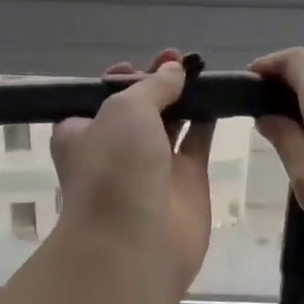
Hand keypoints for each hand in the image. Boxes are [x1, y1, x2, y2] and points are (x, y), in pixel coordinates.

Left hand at [51, 50, 213, 294]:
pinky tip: (220, 95)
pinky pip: (197, 140)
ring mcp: (151, 165)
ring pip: (170, 122)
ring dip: (183, 97)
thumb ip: (152, 86)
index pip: (99, 97)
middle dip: (156, 82)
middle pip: (138, 106)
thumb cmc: (114, 168)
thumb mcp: (124, 109)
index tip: (140, 65)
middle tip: (178, 59)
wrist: (135, 244)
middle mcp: (115, 147)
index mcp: (82, 132)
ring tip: (201, 70)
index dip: (120, 77)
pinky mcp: (186, 180)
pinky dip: (207, 119)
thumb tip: (175, 71)